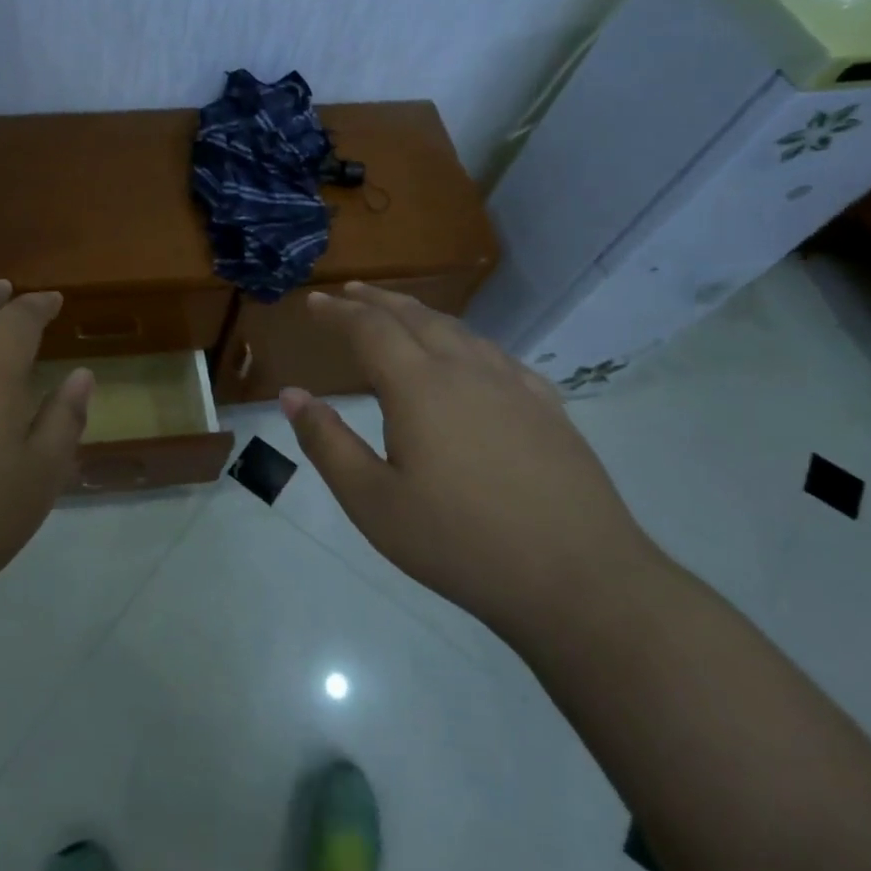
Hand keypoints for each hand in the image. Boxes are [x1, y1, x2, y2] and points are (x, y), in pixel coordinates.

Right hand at [280, 282, 656, 640]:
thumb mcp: (372, 501)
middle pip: (415, 316)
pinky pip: (496, 355)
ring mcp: (513, 386)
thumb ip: (327, 443)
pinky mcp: (547, 408)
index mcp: (419, 387)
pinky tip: (468, 357)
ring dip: (420, 314)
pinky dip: (464, 340)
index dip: (338, 312)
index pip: (370, 329)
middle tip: (349, 292)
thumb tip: (292, 395)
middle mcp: (466, 370)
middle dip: (377, 300)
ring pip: (459, 330)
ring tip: (399, 314)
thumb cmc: (459, 543)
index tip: (314, 302)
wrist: (578, 578)